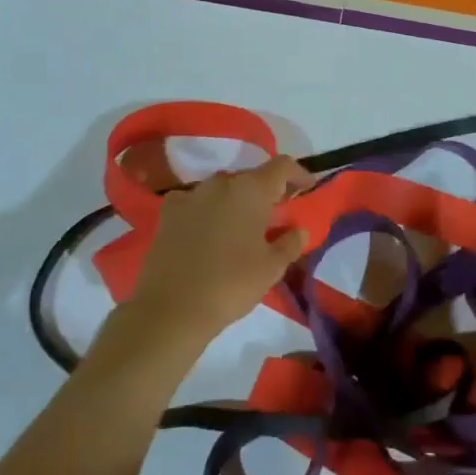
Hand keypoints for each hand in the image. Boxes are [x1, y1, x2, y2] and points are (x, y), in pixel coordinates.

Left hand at [120, 155, 312, 357]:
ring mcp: (190, 195)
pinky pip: (194, 202)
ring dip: (235, 202)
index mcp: (251, 190)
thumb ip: (290, 243)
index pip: (282, 166)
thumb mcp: (272, 267)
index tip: (307, 189)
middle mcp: (220, 183)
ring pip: (222, 190)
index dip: (298, 174)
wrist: (172, 308)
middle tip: (275, 216)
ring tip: (240, 227)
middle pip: (251, 177)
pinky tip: (206, 231)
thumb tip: (299, 230)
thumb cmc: (231, 284)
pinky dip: (205, 211)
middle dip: (266, 192)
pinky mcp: (167, 213)